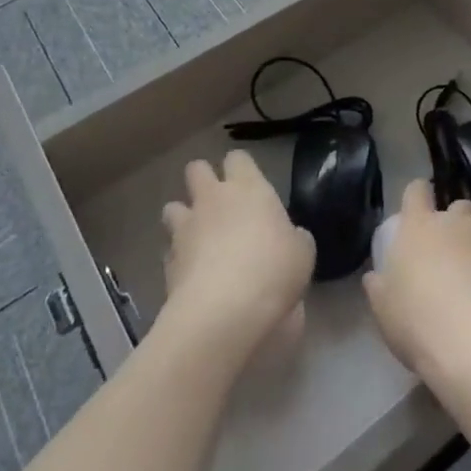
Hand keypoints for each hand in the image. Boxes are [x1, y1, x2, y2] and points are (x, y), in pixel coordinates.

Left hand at [159, 150, 315, 359]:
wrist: (223, 312)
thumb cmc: (272, 271)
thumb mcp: (302, 254)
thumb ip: (293, 238)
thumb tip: (289, 238)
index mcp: (248, 187)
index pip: (238, 158)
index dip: (241, 169)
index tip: (249, 186)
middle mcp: (212, 198)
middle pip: (196, 169)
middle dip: (202, 180)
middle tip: (218, 204)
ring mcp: (185, 228)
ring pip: (172, 207)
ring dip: (183, 218)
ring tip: (197, 239)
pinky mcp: (167, 262)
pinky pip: (169, 251)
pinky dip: (177, 259)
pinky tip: (190, 276)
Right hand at [365, 180, 470, 384]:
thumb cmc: (421, 325)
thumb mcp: (384, 311)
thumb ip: (380, 286)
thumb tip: (376, 276)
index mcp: (420, 226)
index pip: (416, 190)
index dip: (418, 197)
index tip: (419, 211)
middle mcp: (459, 223)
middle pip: (461, 207)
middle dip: (459, 225)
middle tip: (455, 257)